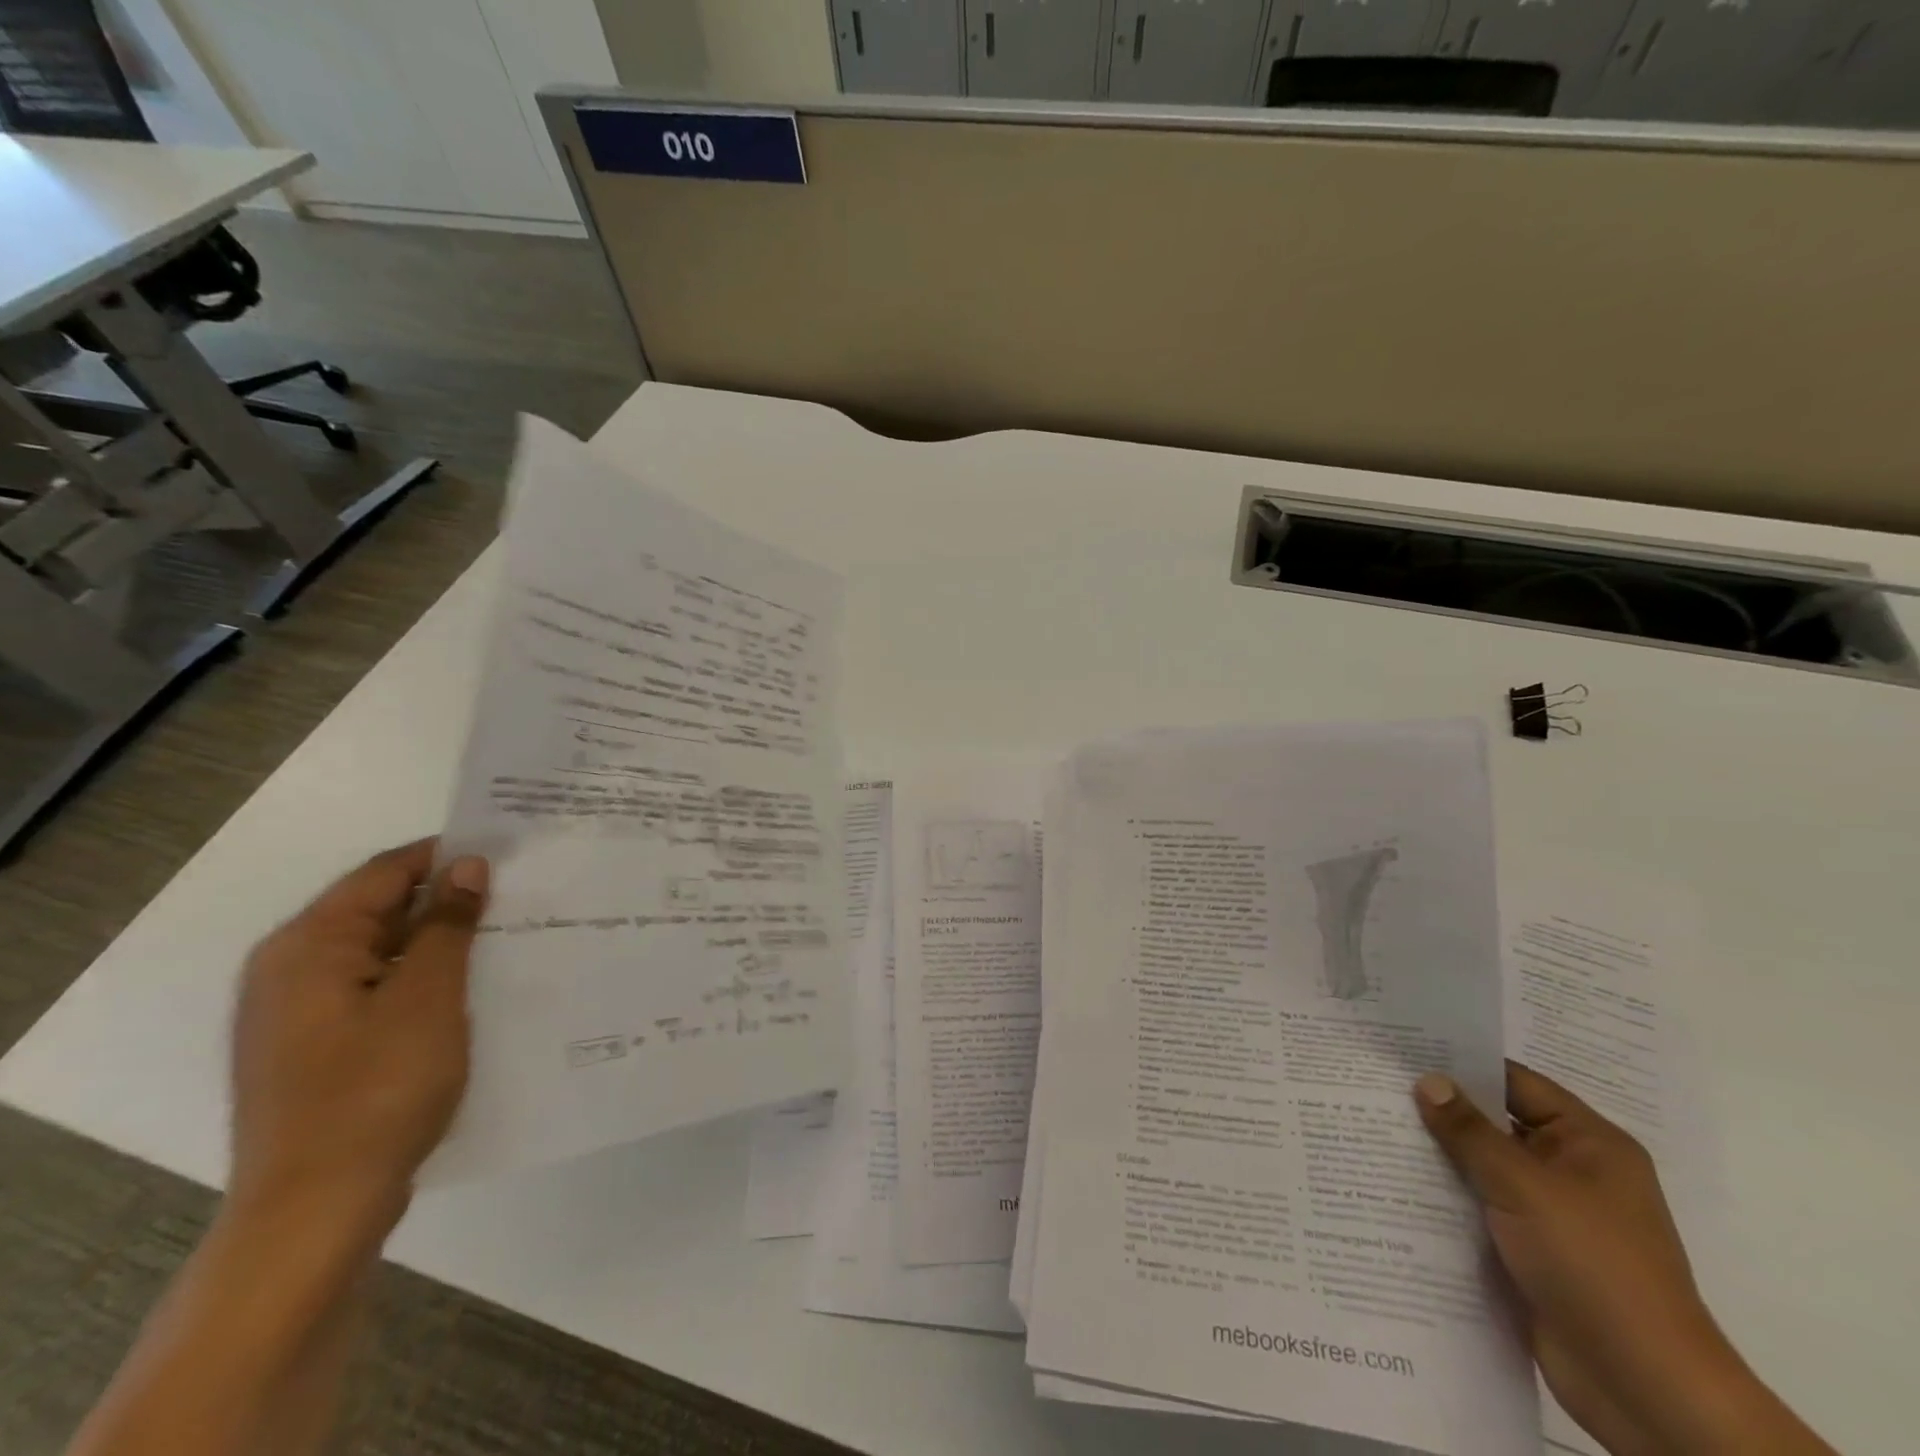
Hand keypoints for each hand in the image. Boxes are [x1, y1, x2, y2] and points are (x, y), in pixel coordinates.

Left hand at [228, 840, 487, 1242]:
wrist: (314, 1212)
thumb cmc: (376, 1091)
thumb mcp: (427, 996)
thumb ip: (446, 924)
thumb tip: (467, 866)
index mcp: (308, 946)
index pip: (385, 872)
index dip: (447, 855)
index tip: (509, 852)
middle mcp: (291, 970)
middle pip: (378, 909)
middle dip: (446, 898)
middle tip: (517, 894)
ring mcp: (298, 1014)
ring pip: (381, 952)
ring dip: (437, 941)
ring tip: (504, 937)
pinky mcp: (315, 1050)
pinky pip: (375, 989)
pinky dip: (419, 978)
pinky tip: (467, 989)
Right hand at [1415, 1063, 1832, 1455]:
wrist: (1642, 1387)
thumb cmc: (1593, 1265)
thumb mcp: (1523, 1185)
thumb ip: (1469, 1130)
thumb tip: (1427, 1081)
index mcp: (1589, 1144)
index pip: (1516, 1082)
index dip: (1462, 1064)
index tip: (1402, 1050)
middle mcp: (1573, 1171)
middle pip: (1496, 1124)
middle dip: (1441, 1110)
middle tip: (1374, 1085)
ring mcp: (1552, 1215)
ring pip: (1483, 1168)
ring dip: (1438, 1155)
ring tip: (1372, 1127)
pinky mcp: (1531, 1252)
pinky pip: (1480, 1208)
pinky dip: (1445, 1197)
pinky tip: (1394, 1183)